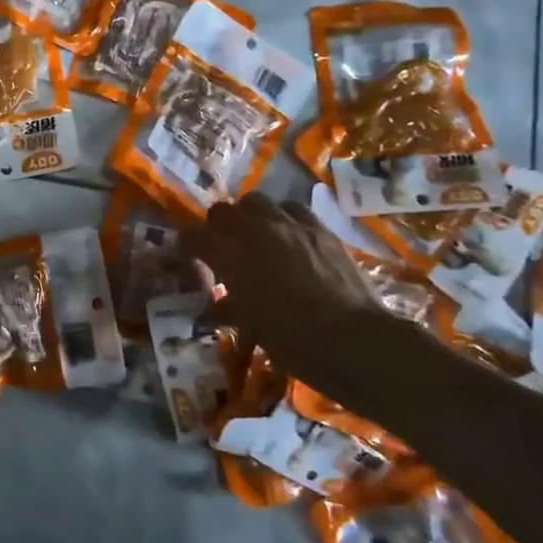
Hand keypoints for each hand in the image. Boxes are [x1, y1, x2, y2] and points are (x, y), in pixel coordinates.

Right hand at [185, 194, 383, 361]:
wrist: (354, 340)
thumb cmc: (293, 341)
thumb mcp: (251, 326)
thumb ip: (230, 307)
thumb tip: (219, 306)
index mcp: (229, 256)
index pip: (192, 237)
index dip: (188, 248)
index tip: (192, 260)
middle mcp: (254, 231)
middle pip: (222, 211)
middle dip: (218, 227)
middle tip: (225, 248)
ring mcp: (289, 225)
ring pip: (256, 201)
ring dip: (251, 216)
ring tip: (258, 237)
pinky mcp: (320, 228)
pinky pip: (293, 209)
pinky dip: (285, 218)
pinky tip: (291, 237)